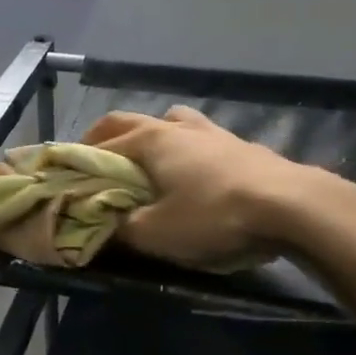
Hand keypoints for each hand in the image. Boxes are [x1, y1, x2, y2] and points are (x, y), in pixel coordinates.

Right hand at [81, 106, 319, 269]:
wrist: (293, 205)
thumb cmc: (215, 215)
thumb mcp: (158, 234)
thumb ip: (122, 230)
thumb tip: (99, 229)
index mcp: (151, 140)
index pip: (102, 143)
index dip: (78, 159)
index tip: (63, 176)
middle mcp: (177, 126)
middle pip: (131, 120)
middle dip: (107, 137)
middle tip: (93, 160)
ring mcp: (212, 131)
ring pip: (171, 120)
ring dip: (151, 135)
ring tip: (147, 159)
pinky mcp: (241, 145)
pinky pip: (199, 138)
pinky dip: (183, 149)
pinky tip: (194, 173)